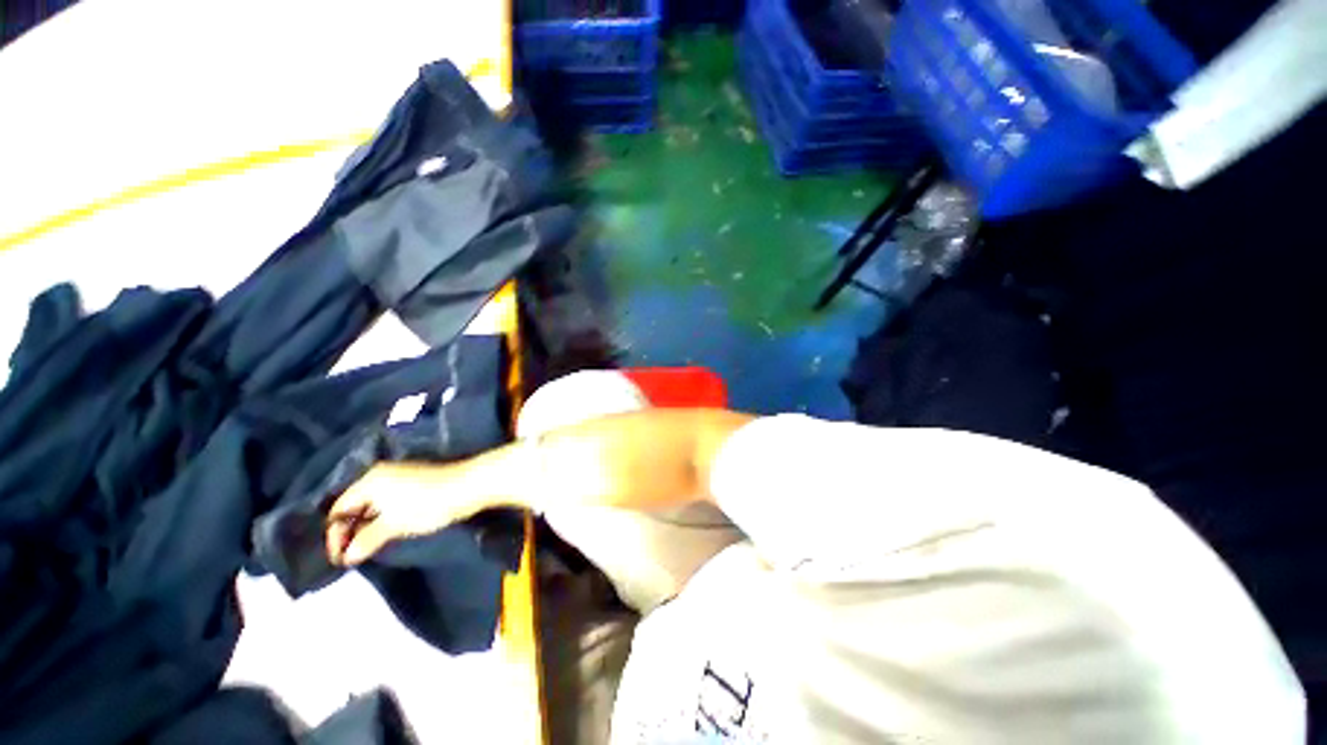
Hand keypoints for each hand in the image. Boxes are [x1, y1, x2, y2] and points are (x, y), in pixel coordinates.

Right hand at [325, 461, 483, 565]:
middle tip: (349, 557)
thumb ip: (366, 540)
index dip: (334, 535)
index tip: (338, 559)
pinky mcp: (414, 482)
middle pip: (354, 505)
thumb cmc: (427, 504)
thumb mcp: (393, 525)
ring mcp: (399, 477)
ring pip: (372, 504)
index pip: (339, 508)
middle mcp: (380, 475)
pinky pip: (387, 502)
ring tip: (364, 550)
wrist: (468, 486)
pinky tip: (383, 534)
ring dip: (366, 526)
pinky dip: (381, 518)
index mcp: (370, 480)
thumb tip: (347, 556)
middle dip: (349, 531)